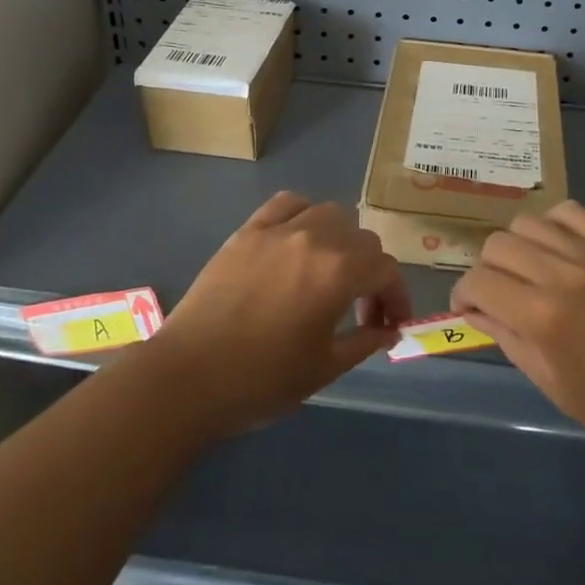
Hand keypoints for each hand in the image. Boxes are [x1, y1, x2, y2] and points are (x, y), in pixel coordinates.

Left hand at [148, 191, 412, 438]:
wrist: (187, 378)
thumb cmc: (260, 380)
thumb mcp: (323, 369)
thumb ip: (364, 342)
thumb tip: (390, 329)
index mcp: (339, 272)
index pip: (386, 269)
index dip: (396, 296)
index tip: (391, 324)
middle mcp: (315, 238)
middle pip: (362, 239)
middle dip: (371, 272)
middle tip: (360, 309)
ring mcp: (278, 229)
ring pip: (329, 213)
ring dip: (341, 239)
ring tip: (330, 271)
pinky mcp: (248, 230)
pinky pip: (287, 203)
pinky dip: (303, 214)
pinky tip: (298, 240)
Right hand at [450, 201, 584, 479]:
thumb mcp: (559, 391)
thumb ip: (512, 342)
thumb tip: (478, 312)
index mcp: (545, 319)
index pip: (479, 282)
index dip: (463, 294)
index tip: (469, 308)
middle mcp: (563, 274)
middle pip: (498, 245)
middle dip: (487, 271)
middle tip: (499, 295)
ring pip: (528, 222)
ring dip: (517, 246)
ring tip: (529, 271)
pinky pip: (570, 212)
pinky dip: (553, 226)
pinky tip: (559, 250)